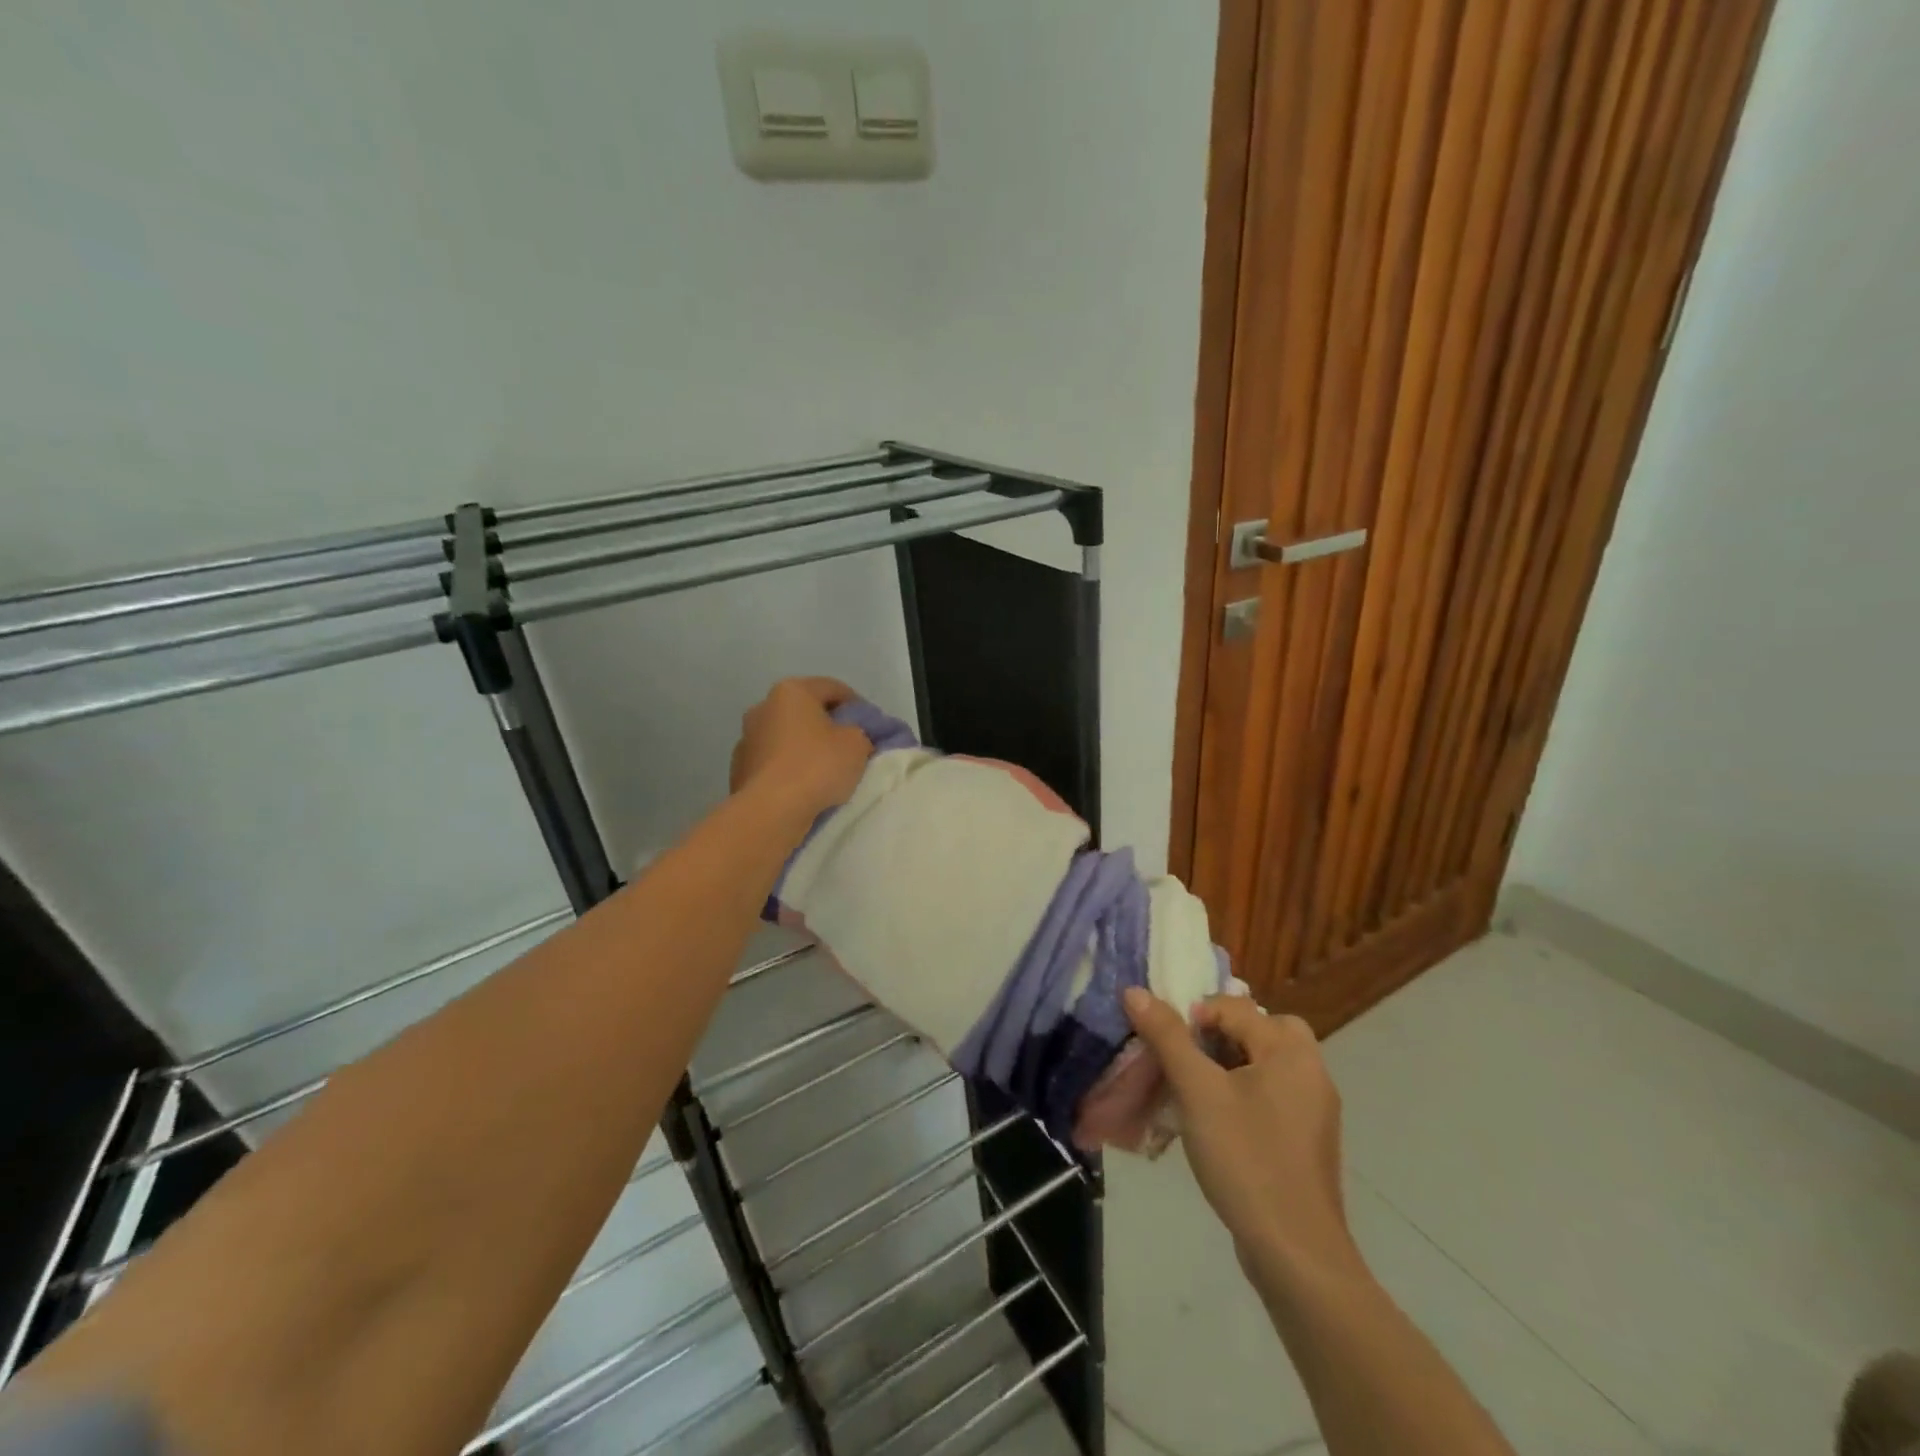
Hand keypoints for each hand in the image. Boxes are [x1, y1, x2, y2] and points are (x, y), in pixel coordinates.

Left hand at [730, 677, 872, 820]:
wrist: (771, 810)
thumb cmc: (817, 766)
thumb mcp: (857, 744)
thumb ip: (858, 731)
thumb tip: (849, 735)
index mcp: (791, 692)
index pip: (833, 688)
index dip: (857, 705)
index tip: (871, 726)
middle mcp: (763, 707)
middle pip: (805, 711)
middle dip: (827, 726)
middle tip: (849, 747)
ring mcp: (746, 739)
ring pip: (786, 737)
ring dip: (804, 748)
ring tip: (825, 772)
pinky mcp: (738, 769)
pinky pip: (773, 763)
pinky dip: (788, 770)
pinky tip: (802, 788)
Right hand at [1123, 988, 1360, 1284]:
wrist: (1295, 1254)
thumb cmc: (1246, 1160)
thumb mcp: (1197, 1092)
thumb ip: (1167, 1037)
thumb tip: (1135, 990)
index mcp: (1291, 1051)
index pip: (1234, 1008)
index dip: (1194, 1018)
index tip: (1167, 1049)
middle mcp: (1311, 1071)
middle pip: (1259, 1029)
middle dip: (1218, 1036)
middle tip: (1188, 1061)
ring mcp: (1314, 1109)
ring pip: (1264, 1063)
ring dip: (1228, 1065)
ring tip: (1195, 1091)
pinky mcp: (1307, 1141)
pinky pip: (1271, 1095)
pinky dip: (1243, 1094)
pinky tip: (1217, 1124)